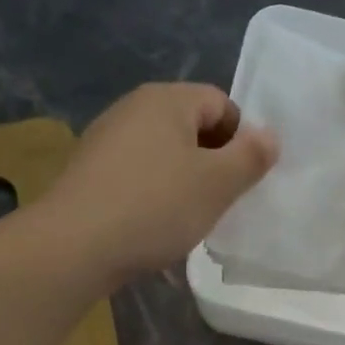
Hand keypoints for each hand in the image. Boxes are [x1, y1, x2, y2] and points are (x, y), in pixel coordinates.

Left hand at [41, 82, 277, 285]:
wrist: (75, 245)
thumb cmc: (156, 207)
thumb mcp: (217, 184)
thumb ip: (250, 156)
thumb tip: (269, 135)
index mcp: (166, 99)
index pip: (220, 103)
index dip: (241, 139)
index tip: (243, 180)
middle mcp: (132, 108)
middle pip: (190, 127)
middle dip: (212, 162)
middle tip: (220, 201)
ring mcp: (105, 140)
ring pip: (163, 154)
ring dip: (183, 182)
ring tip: (188, 219)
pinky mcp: (89, 173)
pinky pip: (137, 176)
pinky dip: (153, 196)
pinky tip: (153, 227)